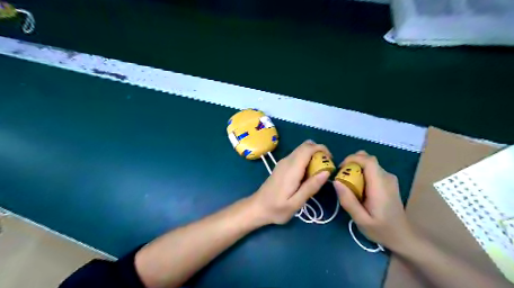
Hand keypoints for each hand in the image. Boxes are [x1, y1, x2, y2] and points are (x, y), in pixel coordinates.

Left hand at [251, 141, 331, 225]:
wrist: (257, 207)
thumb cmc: (277, 208)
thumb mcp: (296, 203)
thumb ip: (311, 187)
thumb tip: (326, 172)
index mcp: (292, 168)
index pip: (308, 148)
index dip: (322, 149)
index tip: (331, 161)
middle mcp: (287, 161)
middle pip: (305, 145)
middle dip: (319, 151)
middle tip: (326, 167)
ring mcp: (283, 162)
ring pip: (301, 150)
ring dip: (313, 156)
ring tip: (319, 173)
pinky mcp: (282, 166)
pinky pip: (297, 156)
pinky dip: (306, 160)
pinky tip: (307, 175)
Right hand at [334, 151, 412, 249]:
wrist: (403, 236)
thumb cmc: (381, 230)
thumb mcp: (361, 220)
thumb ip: (348, 201)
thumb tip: (336, 181)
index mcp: (380, 186)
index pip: (368, 161)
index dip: (352, 159)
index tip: (340, 168)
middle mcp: (387, 177)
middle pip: (369, 159)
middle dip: (352, 162)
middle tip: (342, 175)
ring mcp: (389, 178)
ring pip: (370, 163)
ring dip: (356, 167)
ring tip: (348, 182)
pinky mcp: (388, 181)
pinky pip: (372, 170)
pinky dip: (362, 172)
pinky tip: (358, 186)